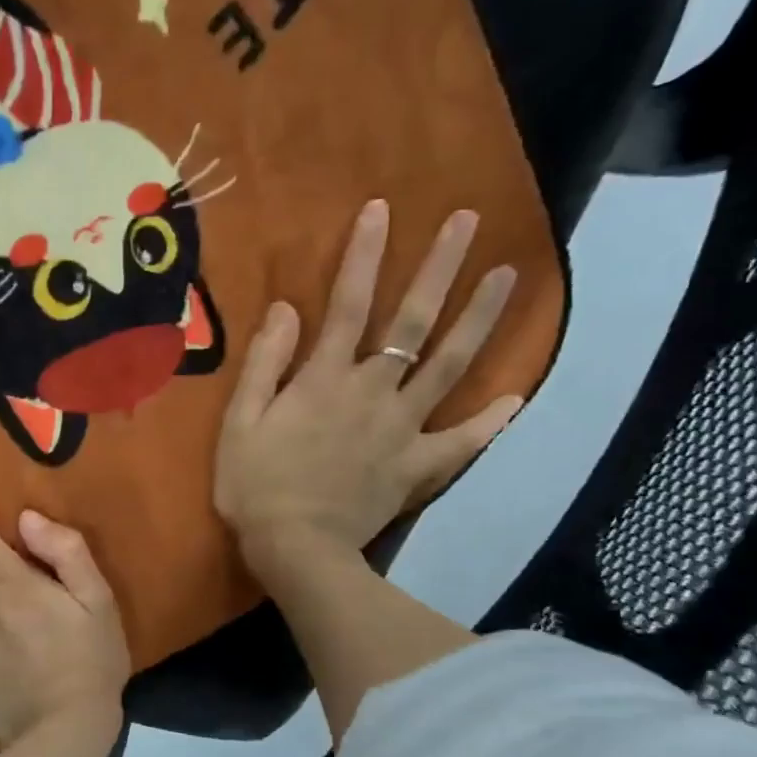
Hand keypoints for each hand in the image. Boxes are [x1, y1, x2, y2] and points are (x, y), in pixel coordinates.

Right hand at [215, 200, 521, 567]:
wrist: (295, 547)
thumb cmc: (255, 485)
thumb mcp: (240, 422)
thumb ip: (265, 364)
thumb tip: (288, 308)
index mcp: (324, 379)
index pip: (348, 304)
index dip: (365, 256)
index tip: (384, 209)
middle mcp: (371, 392)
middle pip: (412, 323)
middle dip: (440, 269)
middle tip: (468, 223)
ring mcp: (401, 428)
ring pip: (448, 367)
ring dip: (479, 320)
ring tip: (507, 276)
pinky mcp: (416, 466)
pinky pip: (459, 442)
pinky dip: (489, 422)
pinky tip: (515, 398)